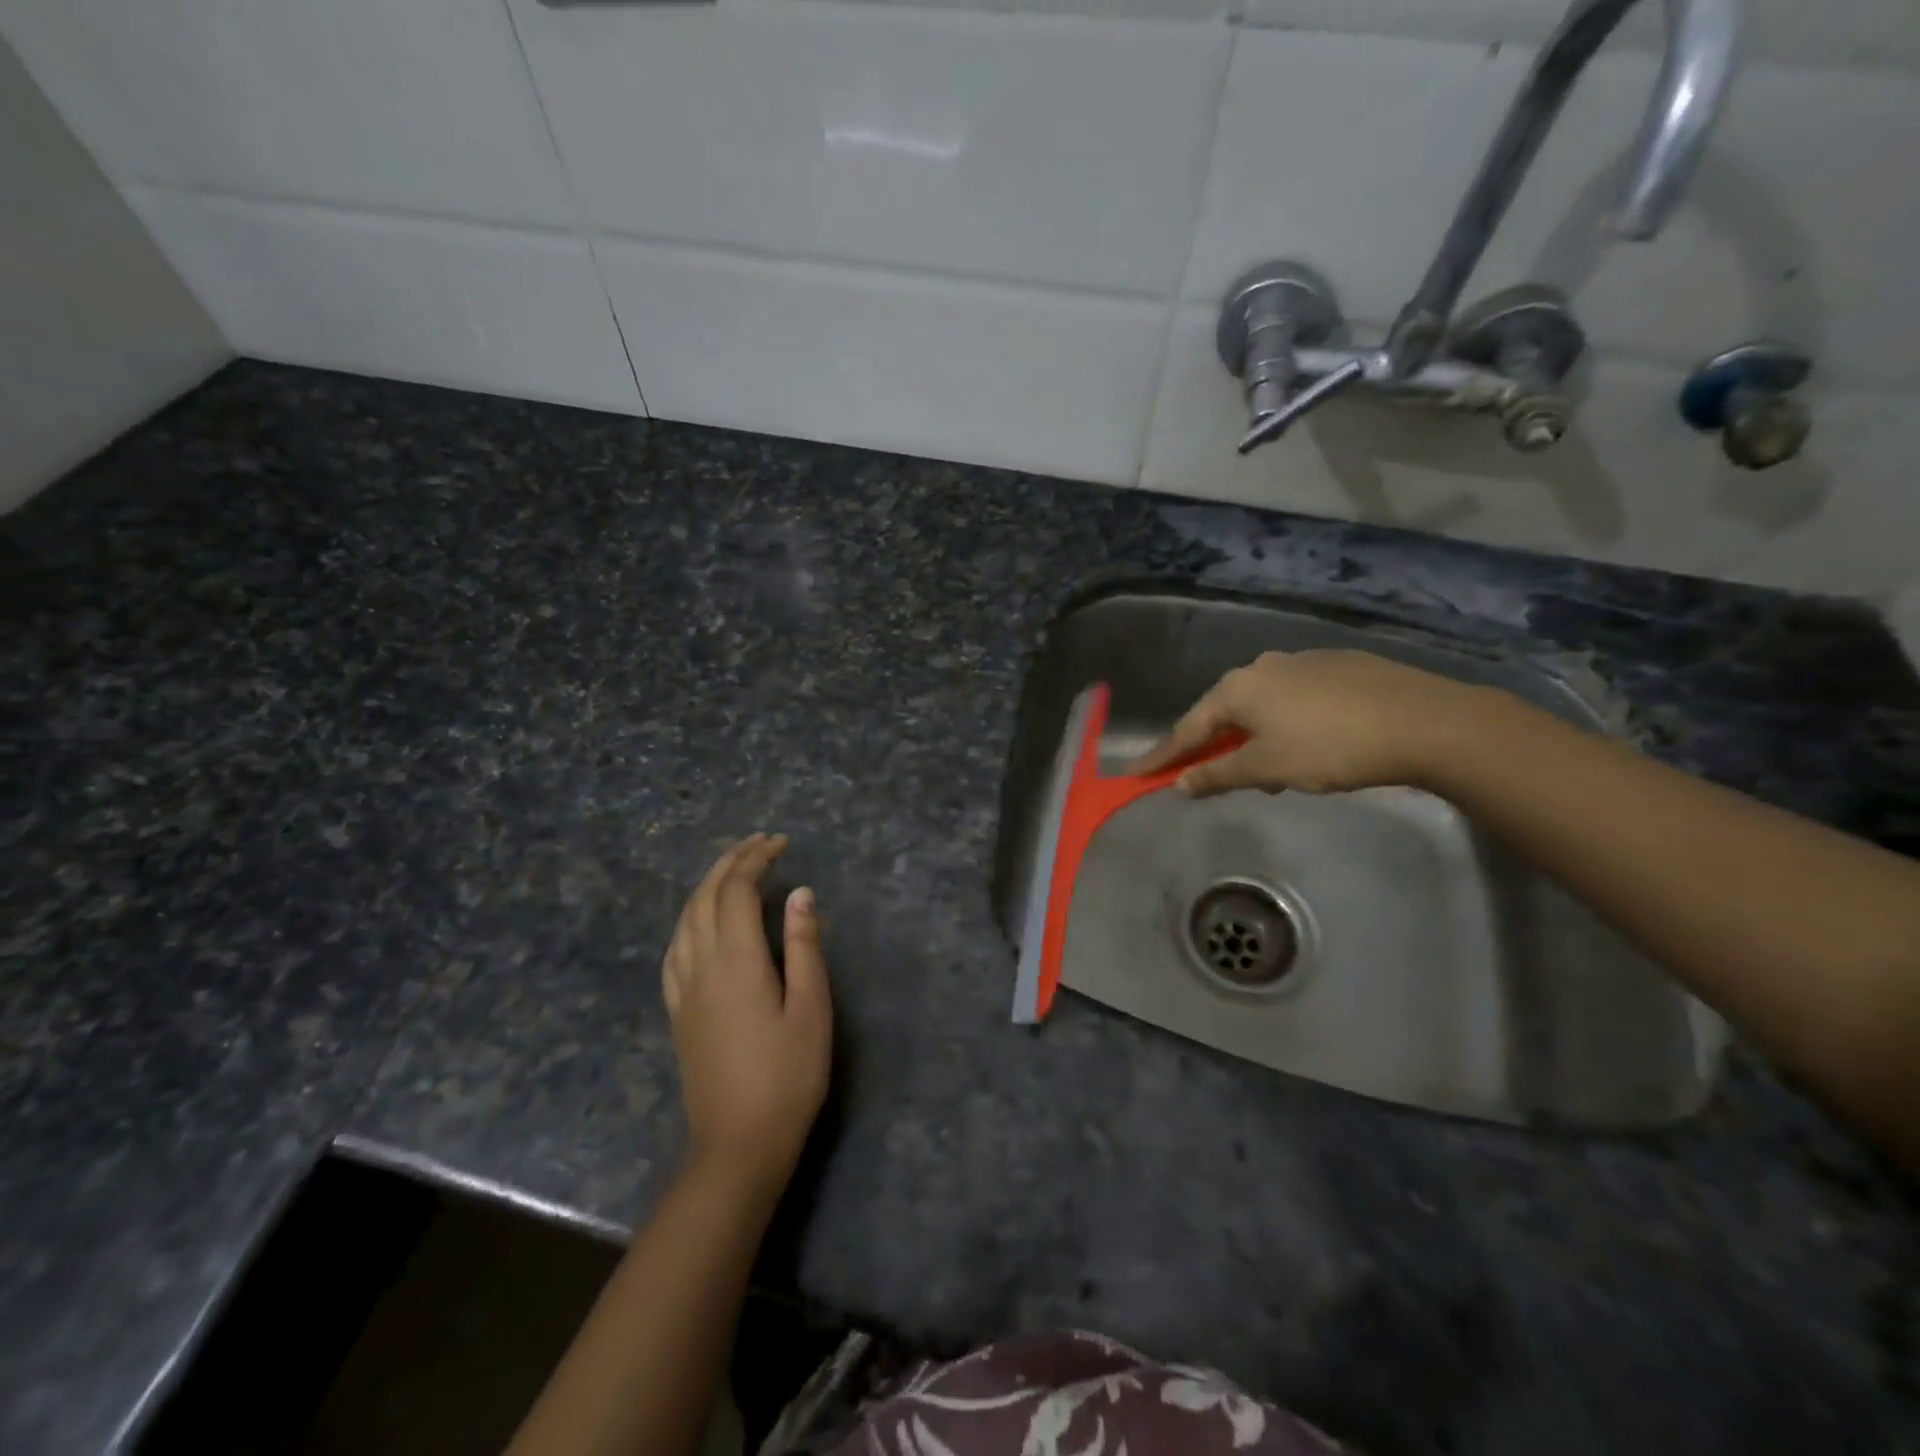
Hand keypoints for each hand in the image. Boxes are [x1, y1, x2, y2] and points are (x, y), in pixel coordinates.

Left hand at [662, 834, 832, 1190]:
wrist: (738, 1144)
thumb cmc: (788, 1076)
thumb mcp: (811, 1009)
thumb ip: (805, 946)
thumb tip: (800, 892)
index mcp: (736, 961)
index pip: (737, 891)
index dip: (756, 859)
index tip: (781, 843)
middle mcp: (701, 966)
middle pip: (705, 897)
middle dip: (730, 862)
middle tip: (759, 843)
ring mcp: (683, 990)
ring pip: (684, 920)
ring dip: (706, 886)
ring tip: (732, 870)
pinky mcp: (677, 1012)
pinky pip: (674, 949)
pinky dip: (688, 919)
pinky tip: (699, 923)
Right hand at [1131, 649, 1484, 796]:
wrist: (1425, 721)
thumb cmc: (1331, 747)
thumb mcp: (1267, 768)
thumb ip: (1219, 774)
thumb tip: (1181, 783)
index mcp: (1238, 688)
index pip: (1188, 729)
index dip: (1163, 757)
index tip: (1137, 775)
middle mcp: (1263, 666)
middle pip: (1223, 714)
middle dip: (1214, 748)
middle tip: (1211, 779)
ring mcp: (1302, 662)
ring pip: (1261, 707)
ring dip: (1253, 739)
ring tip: (1272, 772)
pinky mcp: (1338, 667)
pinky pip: (1293, 700)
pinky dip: (1286, 725)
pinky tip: (1310, 745)